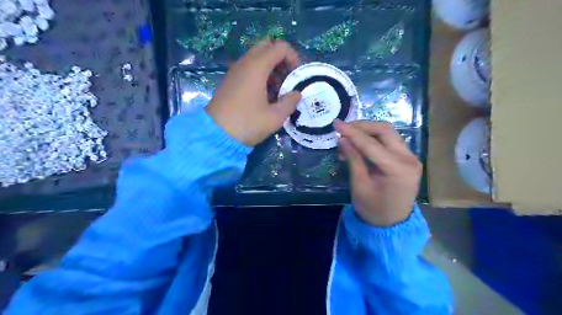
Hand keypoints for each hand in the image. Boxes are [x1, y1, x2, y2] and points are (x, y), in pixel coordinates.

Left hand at [206, 39, 302, 145]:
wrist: (215, 134)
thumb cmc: (247, 123)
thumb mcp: (275, 117)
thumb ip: (290, 102)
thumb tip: (296, 94)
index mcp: (257, 67)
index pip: (280, 47)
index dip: (293, 57)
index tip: (297, 75)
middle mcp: (245, 63)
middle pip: (267, 47)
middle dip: (281, 59)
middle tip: (288, 78)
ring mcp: (235, 71)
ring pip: (257, 57)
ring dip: (271, 67)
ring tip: (278, 89)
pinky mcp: (230, 80)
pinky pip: (248, 68)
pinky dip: (260, 74)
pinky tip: (264, 94)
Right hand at [332, 119, 421, 225]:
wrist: (392, 224)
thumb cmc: (373, 209)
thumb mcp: (359, 185)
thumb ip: (353, 159)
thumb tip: (342, 138)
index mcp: (397, 169)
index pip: (371, 143)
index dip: (352, 132)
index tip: (336, 124)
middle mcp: (409, 158)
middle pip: (385, 130)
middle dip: (362, 126)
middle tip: (343, 128)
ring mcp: (411, 157)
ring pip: (388, 133)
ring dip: (367, 131)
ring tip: (348, 137)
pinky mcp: (407, 158)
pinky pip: (389, 141)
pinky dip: (373, 139)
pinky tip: (359, 144)